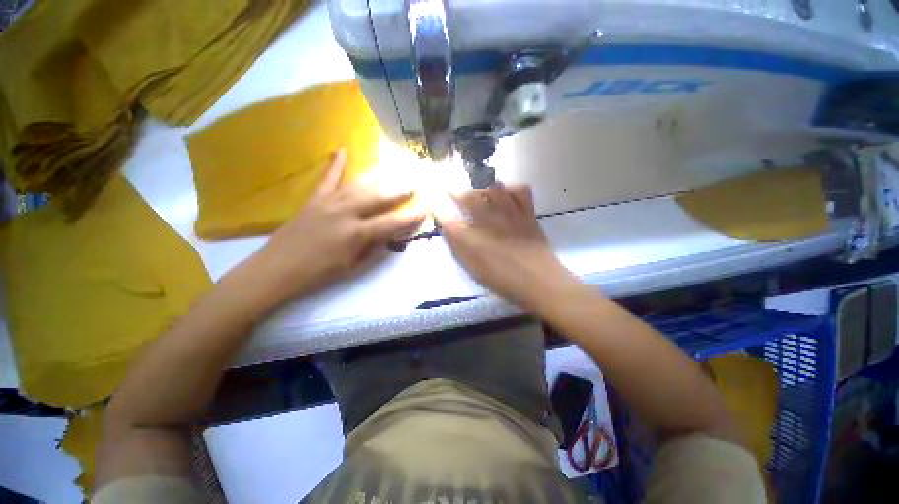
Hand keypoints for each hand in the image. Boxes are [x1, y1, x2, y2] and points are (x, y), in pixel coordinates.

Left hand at [255, 149, 424, 302]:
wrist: (277, 269)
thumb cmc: (318, 274)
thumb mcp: (353, 267)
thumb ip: (374, 250)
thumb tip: (389, 237)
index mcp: (357, 233)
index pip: (391, 223)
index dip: (410, 218)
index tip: (424, 210)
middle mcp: (346, 213)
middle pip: (378, 198)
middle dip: (399, 192)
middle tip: (413, 185)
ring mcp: (329, 202)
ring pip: (359, 186)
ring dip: (379, 179)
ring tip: (393, 172)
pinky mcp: (315, 199)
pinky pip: (328, 179)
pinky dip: (336, 164)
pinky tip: (342, 149)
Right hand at [432, 185, 580, 310]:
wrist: (540, 282)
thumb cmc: (502, 279)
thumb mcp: (472, 267)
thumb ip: (457, 245)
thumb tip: (447, 226)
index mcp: (472, 238)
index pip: (447, 214)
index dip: (437, 203)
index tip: (432, 199)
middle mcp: (489, 220)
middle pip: (468, 196)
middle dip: (456, 193)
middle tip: (453, 196)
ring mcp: (511, 213)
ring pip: (492, 189)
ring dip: (480, 189)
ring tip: (477, 195)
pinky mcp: (528, 213)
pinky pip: (520, 190)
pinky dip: (510, 188)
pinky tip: (505, 195)